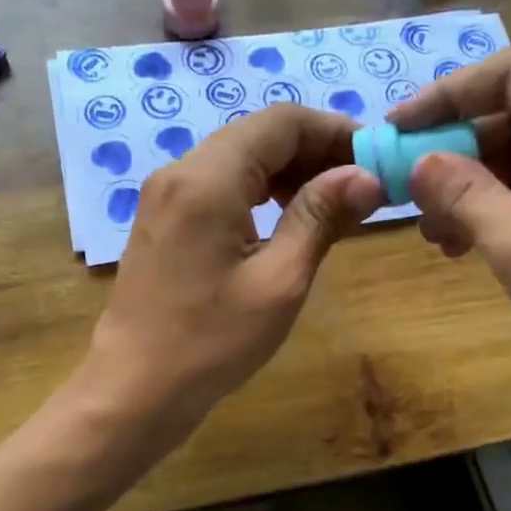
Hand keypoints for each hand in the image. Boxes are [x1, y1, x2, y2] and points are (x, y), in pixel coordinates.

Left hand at [86, 104, 382, 425]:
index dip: (334, 131)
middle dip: (315, 150)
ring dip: (289, 170)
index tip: (375, 158)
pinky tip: (289, 219)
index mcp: (208, 179)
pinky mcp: (164, 216)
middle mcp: (181, 170)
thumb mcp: (279, 281)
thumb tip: (366, 175)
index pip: (281, 122)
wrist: (135, 388)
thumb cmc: (210, 342)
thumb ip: (320, 218)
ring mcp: (167, 193)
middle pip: (258, 134)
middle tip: (362, 186)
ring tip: (334, 206)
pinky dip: (260, 189)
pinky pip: (220, 183)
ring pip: (240, 156)